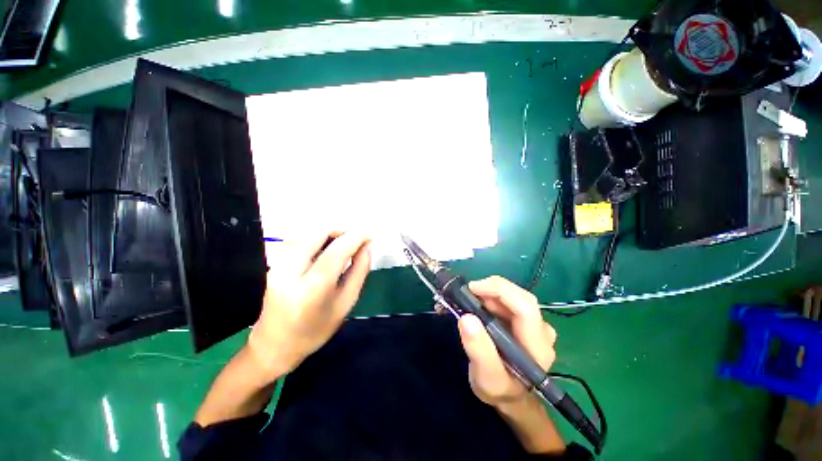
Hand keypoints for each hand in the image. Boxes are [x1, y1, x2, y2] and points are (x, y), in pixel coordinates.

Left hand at [247, 231, 371, 380]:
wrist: (274, 345)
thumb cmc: (316, 330)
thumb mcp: (346, 303)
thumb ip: (359, 271)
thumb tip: (367, 246)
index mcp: (312, 289)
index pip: (336, 251)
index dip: (355, 237)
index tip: (370, 235)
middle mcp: (290, 271)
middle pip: (318, 233)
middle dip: (342, 231)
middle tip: (357, 240)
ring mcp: (278, 265)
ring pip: (308, 233)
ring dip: (330, 233)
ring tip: (345, 244)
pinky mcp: (274, 263)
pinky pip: (300, 240)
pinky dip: (318, 238)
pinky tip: (328, 248)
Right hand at [457, 276, 556, 407]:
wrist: (509, 395)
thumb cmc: (499, 388)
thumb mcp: (486, 378)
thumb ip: (478, 350)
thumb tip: (466, 318)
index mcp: (537, 346)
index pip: (525, 307)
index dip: (499, 290)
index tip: (472, 288)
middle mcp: (542, 331)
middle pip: (520, 297)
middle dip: (492, 290)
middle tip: (467, 294)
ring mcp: (535, 324)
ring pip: (514, 296)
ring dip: (490, 293)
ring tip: (469, 301)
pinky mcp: (526, 320)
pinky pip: (509, 300)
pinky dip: (491, 297)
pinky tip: (478, 305)